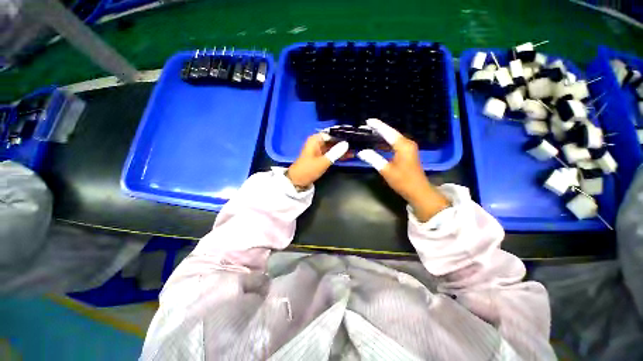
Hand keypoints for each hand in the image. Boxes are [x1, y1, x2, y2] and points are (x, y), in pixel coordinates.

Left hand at [286, 134, 349, 188]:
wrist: (298, 181)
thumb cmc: (308, 169)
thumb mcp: (323, 161)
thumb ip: (335, 152)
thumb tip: (347, 144)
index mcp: (315, 140)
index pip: (332, 133)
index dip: (342, 134)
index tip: (353, 135)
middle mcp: (317, 142)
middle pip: (333, 140)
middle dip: (344, 142)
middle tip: (357, 143)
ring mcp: (319, 150)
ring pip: (333, 147)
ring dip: (342, 150)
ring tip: (355, 150)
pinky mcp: (321, 157)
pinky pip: (331, 154)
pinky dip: (338, 155)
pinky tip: (348, 156)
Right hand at [357, 118, 449, 221]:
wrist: (418, 191)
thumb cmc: (403, 181)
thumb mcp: (386, 170)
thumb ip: (373, 159)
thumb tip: (361, 152)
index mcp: (403, 146)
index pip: (388, 132)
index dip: (378, 126)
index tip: (368, 121)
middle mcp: (407, 143)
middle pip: (391, 133)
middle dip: (378, 129)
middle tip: (365, 127)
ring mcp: (408, 148)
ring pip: (393, 138)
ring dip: (382, 136)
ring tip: (369, 133)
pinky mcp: (407, 153)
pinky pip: (395, 144)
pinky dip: (386, 142)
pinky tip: (378, 143)